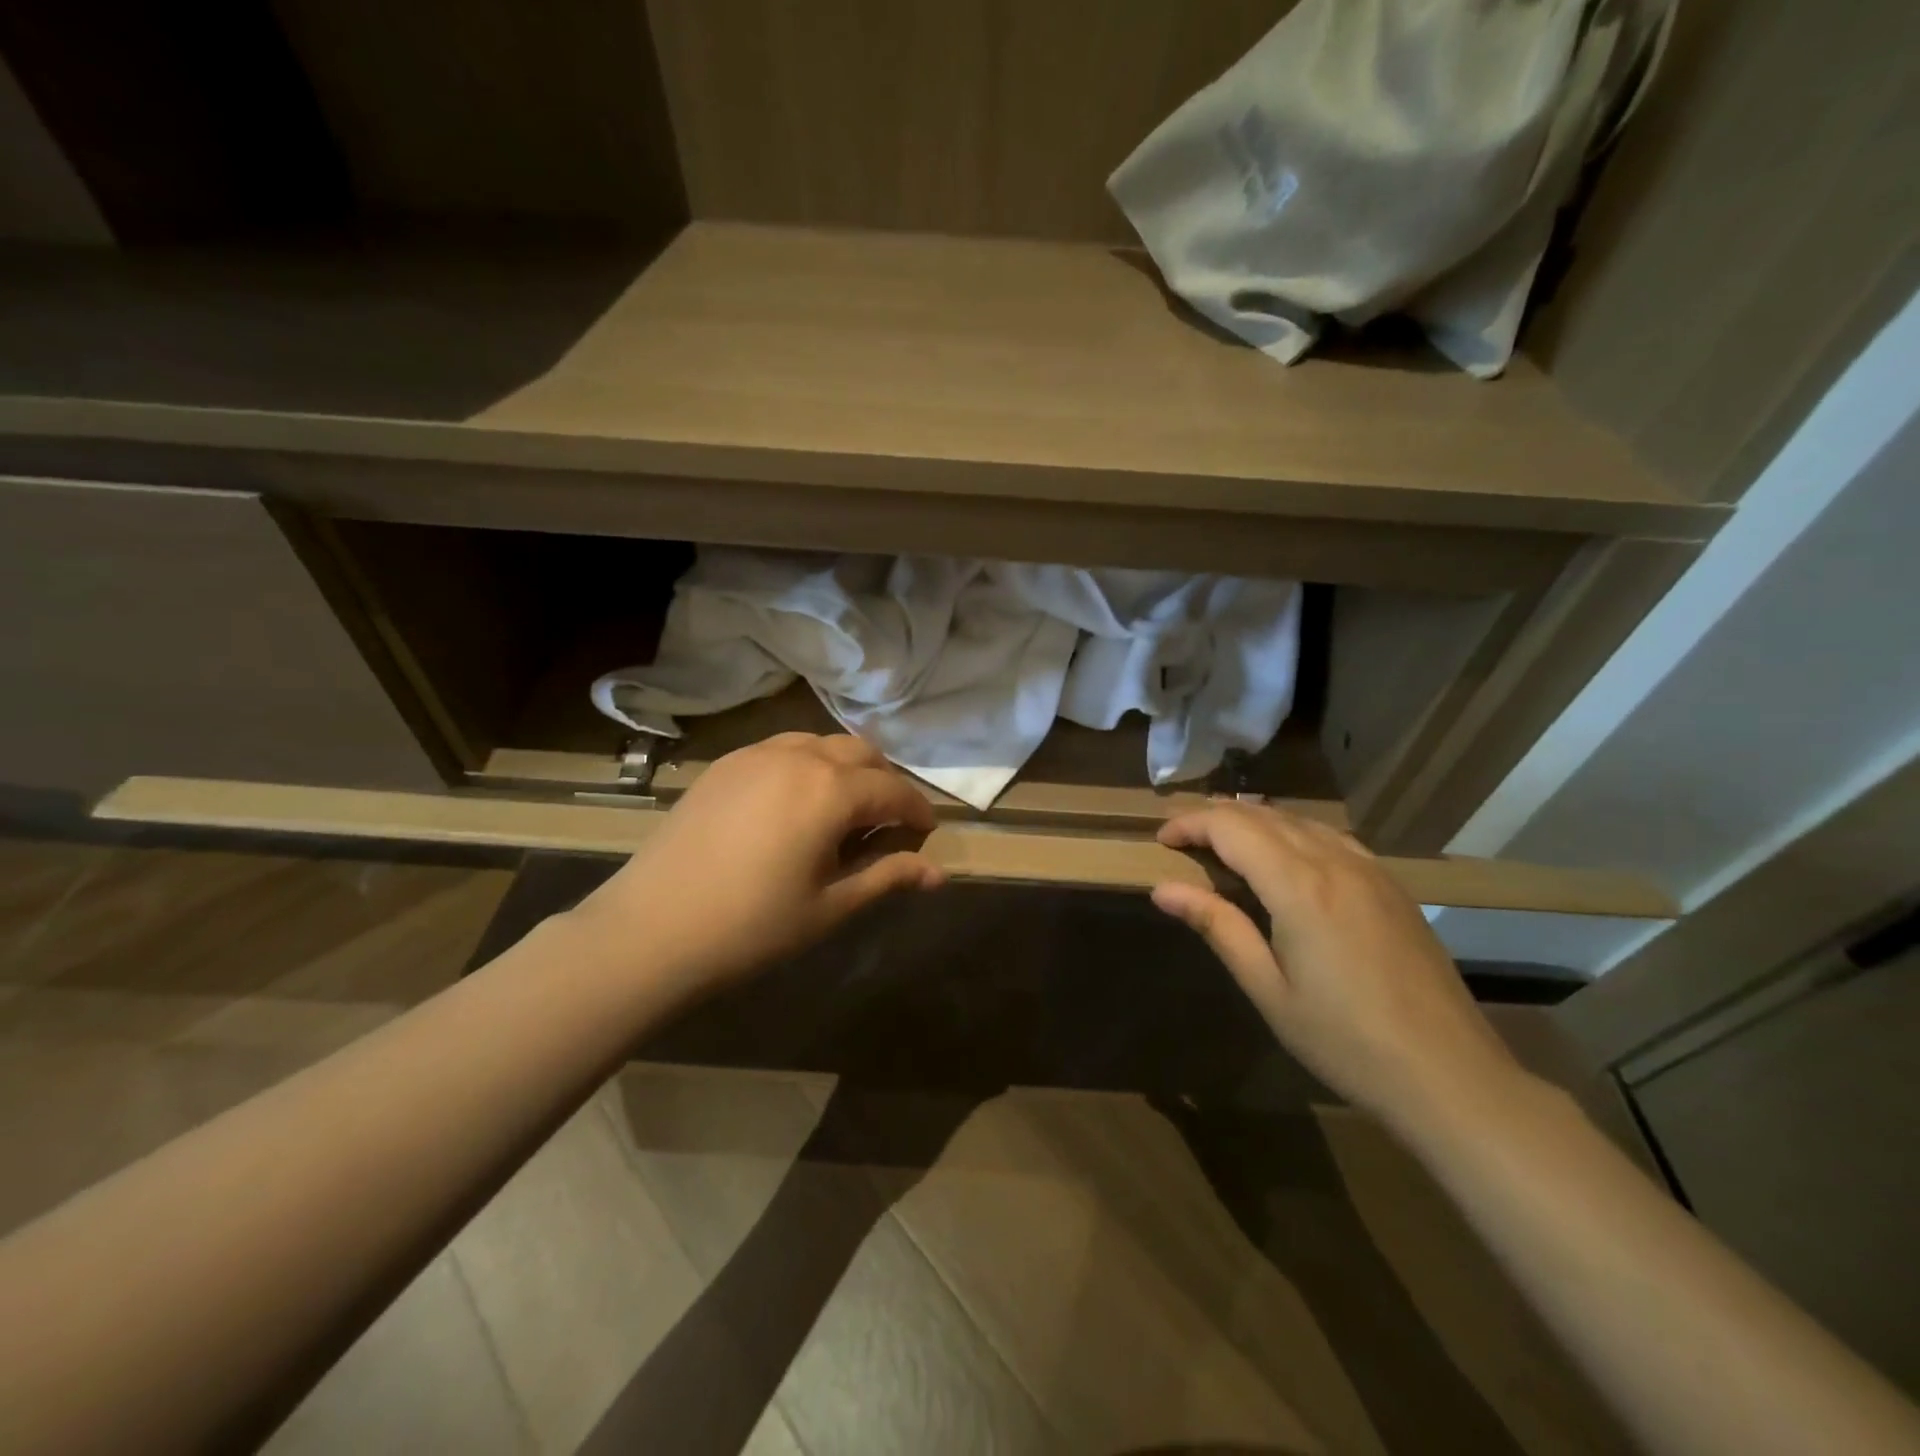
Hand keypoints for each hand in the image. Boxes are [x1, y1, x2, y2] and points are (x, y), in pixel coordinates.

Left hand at [570, 733, 943, 990]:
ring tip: (842, 810)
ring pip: (820, 743)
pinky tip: (794, 804)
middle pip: (861, 753)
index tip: (926, 832)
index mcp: (830, 790)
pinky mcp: (724, 764)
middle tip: (886, 823)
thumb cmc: (751, 927)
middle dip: (884, 782)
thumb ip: (887, 877)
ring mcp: (755, 754)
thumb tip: (940, 873)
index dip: (917, 810)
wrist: (650, 930)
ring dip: (845, 769)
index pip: (892, 790)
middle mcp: (798, 756)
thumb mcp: (829, 907)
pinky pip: (782, 749)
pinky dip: (806, 765)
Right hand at [1151, 803, 1524, 1130]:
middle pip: (1264, 816)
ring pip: (1300, 821)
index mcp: (1299, 886)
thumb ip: (1218, 927)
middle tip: (1183, 839)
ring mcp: (1370, 870)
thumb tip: (1163, 889)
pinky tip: (1286, 856)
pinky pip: (1332, 837)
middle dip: (1217, 818)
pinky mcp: (1392, 886)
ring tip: (1223, 842)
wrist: (1449, 1075)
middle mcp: (1334, 862)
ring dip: (1255, 822)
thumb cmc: (1344, 1040)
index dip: (1191, 824)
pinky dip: (1294, 833)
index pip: (1231, 828)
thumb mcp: (1268, 989)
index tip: (1162, 841)